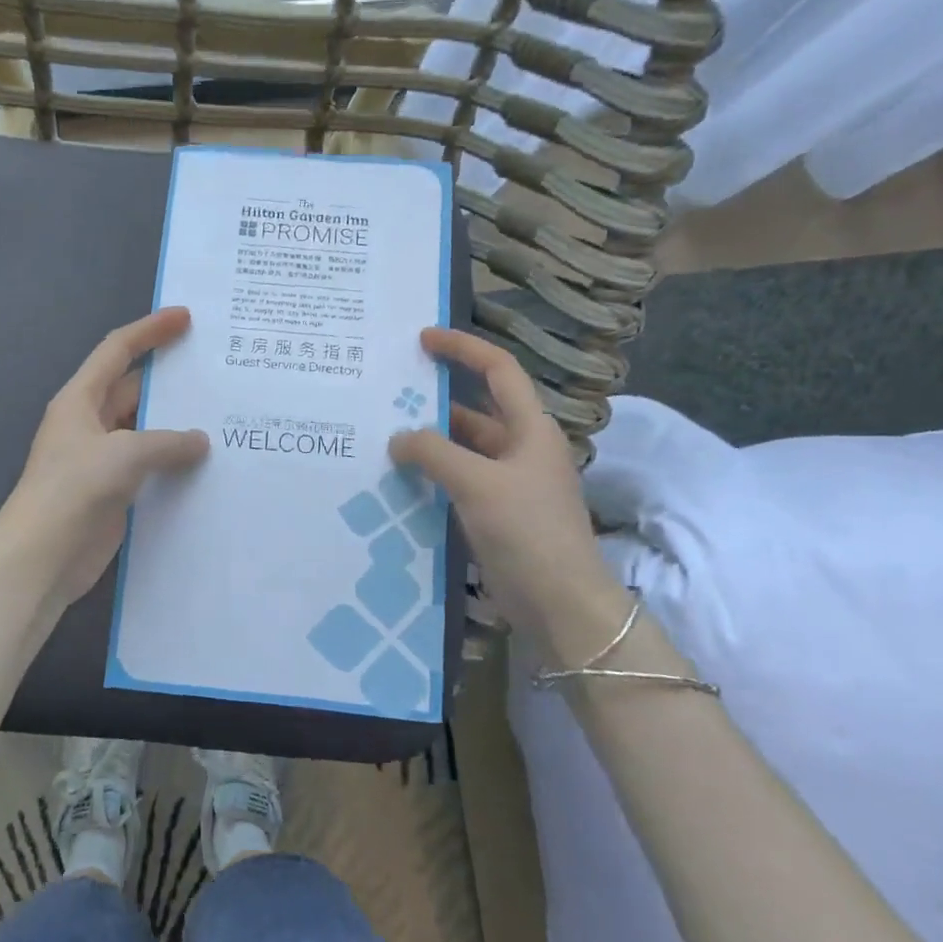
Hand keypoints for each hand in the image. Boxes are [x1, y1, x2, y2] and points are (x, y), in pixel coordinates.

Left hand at [0, 307, 210, 611]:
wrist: (42, 556)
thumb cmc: (75, 490)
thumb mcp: (124, 454)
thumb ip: (167, 442)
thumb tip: (201, 441)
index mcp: (80, 400)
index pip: (117, 351)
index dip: (150, 330)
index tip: (185, 317)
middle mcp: (90, 424)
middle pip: (134, 390)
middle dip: (170, 381)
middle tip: (216, 372)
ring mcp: (101, 459)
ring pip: (145, 431)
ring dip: (176, 426)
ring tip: (222, 418)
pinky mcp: (114, 491)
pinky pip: (149, 467)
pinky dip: (174, 463)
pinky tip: (207, 465)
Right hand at [388, 328, 626, 665]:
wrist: (559, 603)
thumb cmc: (528, 531)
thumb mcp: (478, 483)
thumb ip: (434, 453)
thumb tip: (398, 439)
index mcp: (530, 428)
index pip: (498, 370)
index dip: (463, 348)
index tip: (423, 338)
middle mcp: (521, 448)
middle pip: (476, 408)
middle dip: (437, 397)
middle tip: (390, 390)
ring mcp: (507, 483)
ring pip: (463, 447)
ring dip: (430, 440)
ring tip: (383, 432)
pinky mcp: (494, 513)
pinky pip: (457, 480)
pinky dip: (431, 473)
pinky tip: (399, 476)